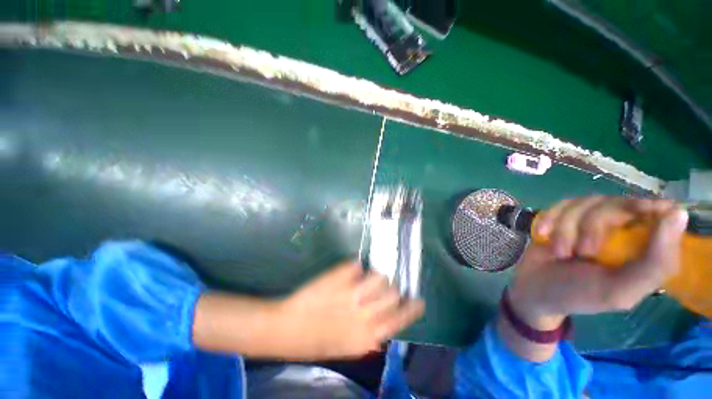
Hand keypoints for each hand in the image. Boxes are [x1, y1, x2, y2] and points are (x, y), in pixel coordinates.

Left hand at [276, 260, 424, 359]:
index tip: (418, 300)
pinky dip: (356, 267)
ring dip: (377, 276)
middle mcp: (364, 314)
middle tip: (385, 286)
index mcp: (367, 336)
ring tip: (369, 277)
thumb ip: (368, 339)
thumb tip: (383, 330)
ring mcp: (351, 293)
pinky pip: (356, 266)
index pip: (399, 319)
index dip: (412, 309)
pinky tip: (352, 270)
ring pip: (379, 276)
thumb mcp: (347, 349)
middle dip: (392, 288)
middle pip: (392, 293)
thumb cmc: (317, 342)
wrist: (288, 328)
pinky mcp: (339, 278)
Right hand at [509, 196, 688, 329]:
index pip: (659, 211)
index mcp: (643, 246)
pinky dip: (549, 219)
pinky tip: (542, 235)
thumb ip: (654, 263)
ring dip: (566, 228)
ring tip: (560, 252)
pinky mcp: (563, 216)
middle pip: (615, 203)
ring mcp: (589, 219)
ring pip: (584, 202)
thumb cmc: (580, 294)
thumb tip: (679, 213)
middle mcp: (621, 227)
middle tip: (582, 253)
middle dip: (592, 227)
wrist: (536, 288)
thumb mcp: (620, 290)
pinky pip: (560, 205)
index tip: (637, 215)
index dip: (648, 207)